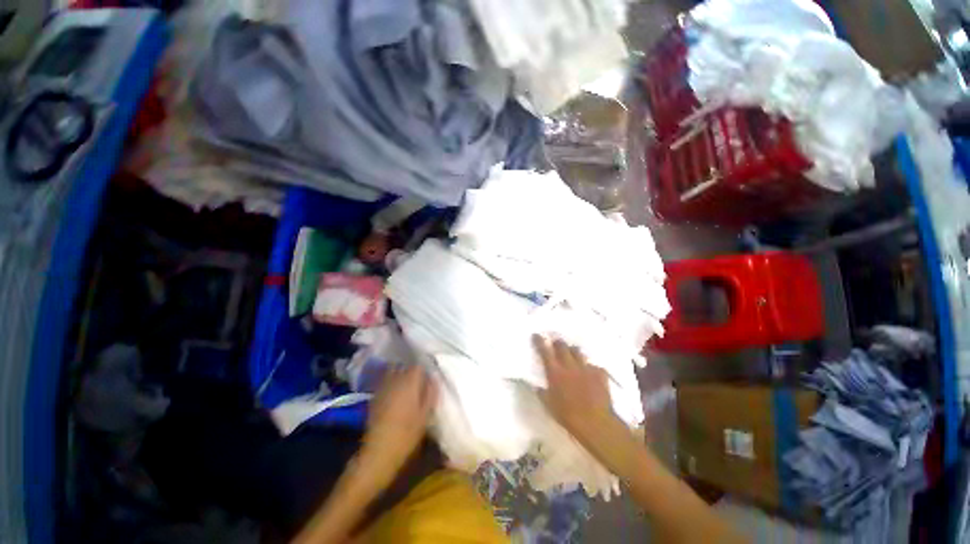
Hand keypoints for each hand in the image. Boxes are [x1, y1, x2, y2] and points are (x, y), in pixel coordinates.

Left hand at [361, 365, 437, 477]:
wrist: (379, 451)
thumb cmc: (407, 434)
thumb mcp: (425, 414)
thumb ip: (430, 393)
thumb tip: (433, 378)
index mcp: (409, 383)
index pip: (418, 366)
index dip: (424, 368)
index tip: (429, 375)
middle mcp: (395, 380)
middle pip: (404, 367)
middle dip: (412, 370)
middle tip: (420, 379)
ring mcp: (383, 388)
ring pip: (393, 372)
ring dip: (401, 374)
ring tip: (408, 384)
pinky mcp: (374, 397)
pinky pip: (385, 382)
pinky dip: (391, 382)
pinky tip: (396, 393)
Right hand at [533, 335, 615, 445]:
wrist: (596, 423)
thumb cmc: (568, 415)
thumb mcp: (549, 405)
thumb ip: (542, 393)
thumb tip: (537, 386)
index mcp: (555, 372)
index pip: (545, 351)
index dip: (540, 341)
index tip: (537, 335)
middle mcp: (569, 365)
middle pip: (562, 346)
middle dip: (558, 343)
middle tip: (556, 344)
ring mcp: (586, 368)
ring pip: (578, 352)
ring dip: (573, 351)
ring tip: (572, 355)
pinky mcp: (599, 373)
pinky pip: (594, 365)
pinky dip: (590, 368)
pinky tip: (591, 373)